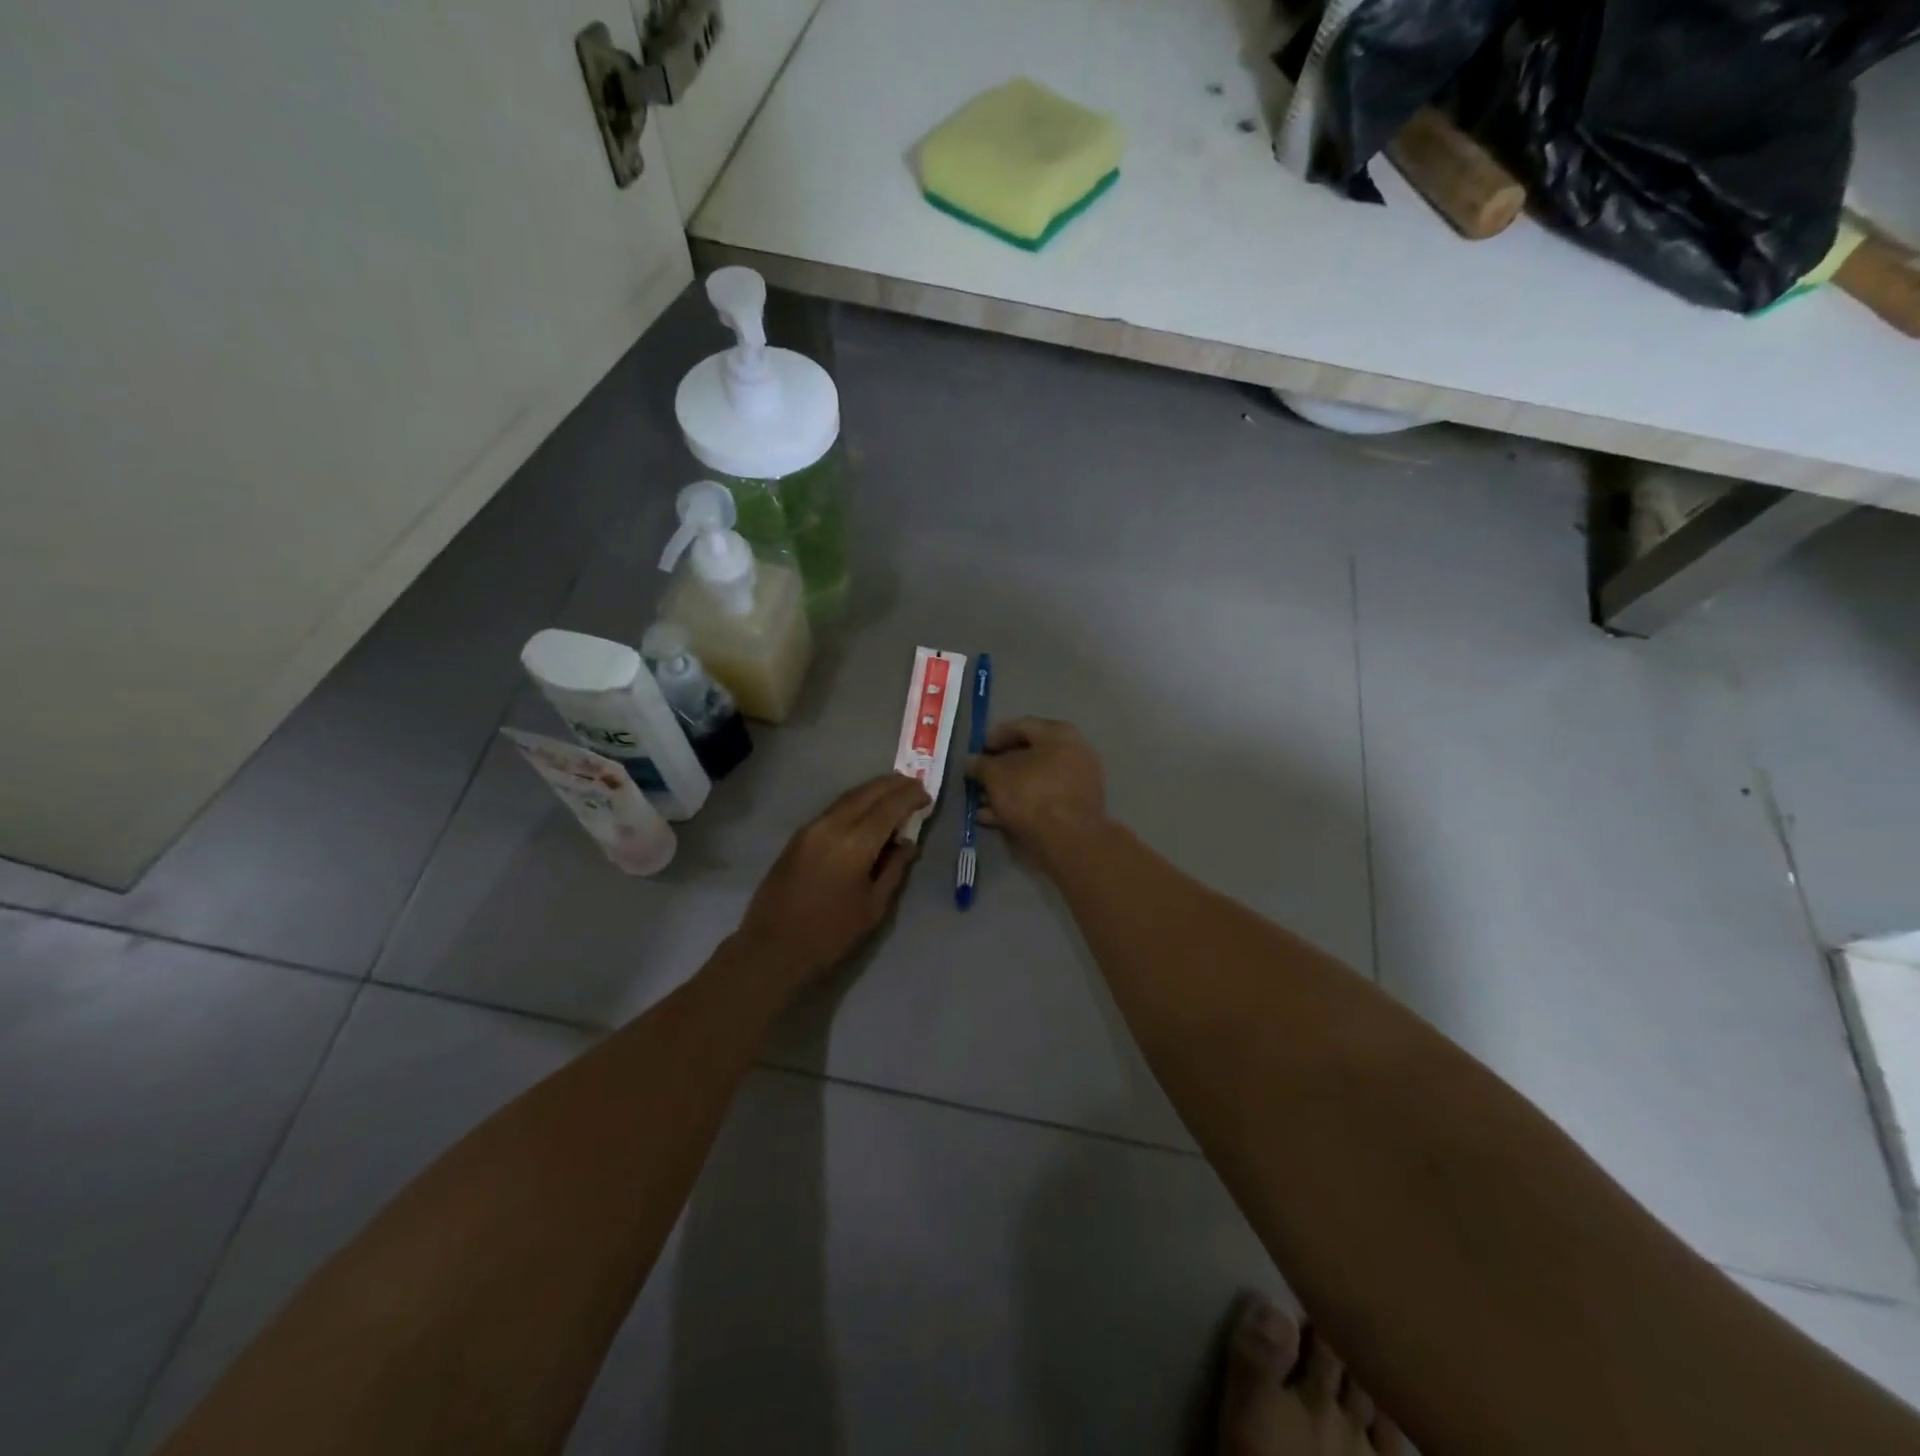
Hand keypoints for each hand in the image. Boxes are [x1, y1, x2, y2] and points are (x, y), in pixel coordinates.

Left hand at [735, 773, 929, 991]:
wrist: (772, 949)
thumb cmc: (830, 935)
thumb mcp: (873, 907)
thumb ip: (894, 869)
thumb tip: (907, 842)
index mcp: (854, 845)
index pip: (888, 807)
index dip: (910, 797)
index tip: (927, 795)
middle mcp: (831, 826)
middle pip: (867, 793)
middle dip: (893, 784)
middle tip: (914, 783)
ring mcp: (811, 829)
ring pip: (847, 798)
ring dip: (872, 790)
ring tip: (894, 790)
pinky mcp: (798, 837)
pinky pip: (833, 809)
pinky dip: (855, 802)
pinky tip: (866, 810)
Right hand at [968, 717, 1105, 852]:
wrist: (1068, 838)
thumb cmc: (1030, 793)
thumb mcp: (995, 775)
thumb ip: (980, 765)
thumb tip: (971, 762)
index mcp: (1058, 733)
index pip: (1021, 726)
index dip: (994, 736)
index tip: (976, 750)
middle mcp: (1074, 752)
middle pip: (1029, 755)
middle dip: (1000, 768)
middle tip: (979, 778)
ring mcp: (1078, 781)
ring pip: (1035, 781)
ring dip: (1007, 789)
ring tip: (981, 802)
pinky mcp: (1076, 808)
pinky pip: (1043, 800)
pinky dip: (1020, 805)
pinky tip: (993, 817)